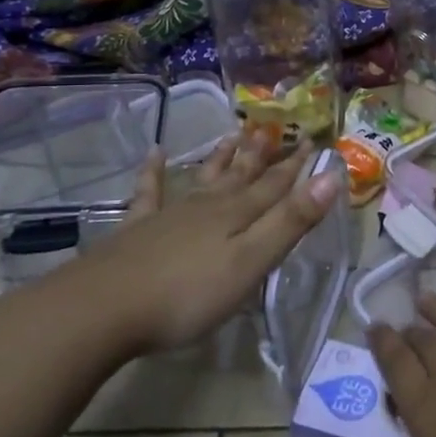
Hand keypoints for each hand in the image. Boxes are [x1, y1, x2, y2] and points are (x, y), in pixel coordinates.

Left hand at [39, 130, 339, 356]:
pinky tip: (154, 153)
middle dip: (262, 156)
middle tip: (274, 129)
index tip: (312, 141)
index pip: (275, 185)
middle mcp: (207, 207)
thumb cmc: (187, 294)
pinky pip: (149, 192)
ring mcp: (169, 215)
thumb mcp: (251, 262)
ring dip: (221, 158)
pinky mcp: (137, 230)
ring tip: (233, 134)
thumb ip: (290, 222)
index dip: (296, 166)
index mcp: (237, 216)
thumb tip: (331, 177)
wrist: (104, 308)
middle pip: (241, 177)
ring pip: (203, 179)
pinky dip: (153, 172)